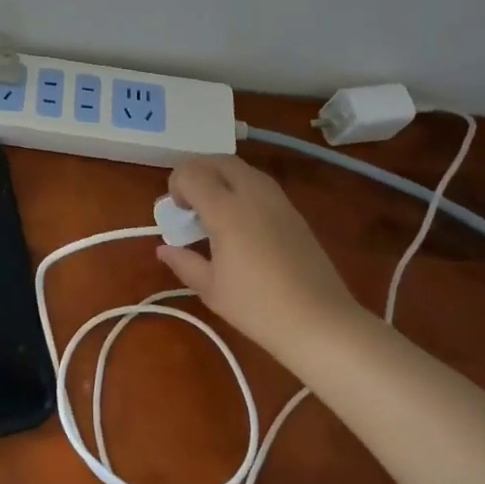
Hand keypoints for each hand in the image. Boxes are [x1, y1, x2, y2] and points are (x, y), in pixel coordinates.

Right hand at [156, 155, 364, 365]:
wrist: (320, 322)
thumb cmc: (258, 307)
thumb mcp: (211, 289)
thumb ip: (184, 262)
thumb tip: (163, 249)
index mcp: (226, 210)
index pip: (192, 174)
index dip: (176, 185)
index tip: (176, 211)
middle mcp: (253, 194)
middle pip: (219, 161)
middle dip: (198, 172)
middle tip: (189, 201)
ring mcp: (278, 201)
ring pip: (243, 169)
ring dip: (221, 177)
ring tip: (214, 209)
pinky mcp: (295, 212)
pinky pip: (261, 185)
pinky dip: (242, 189)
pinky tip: (241, 222)